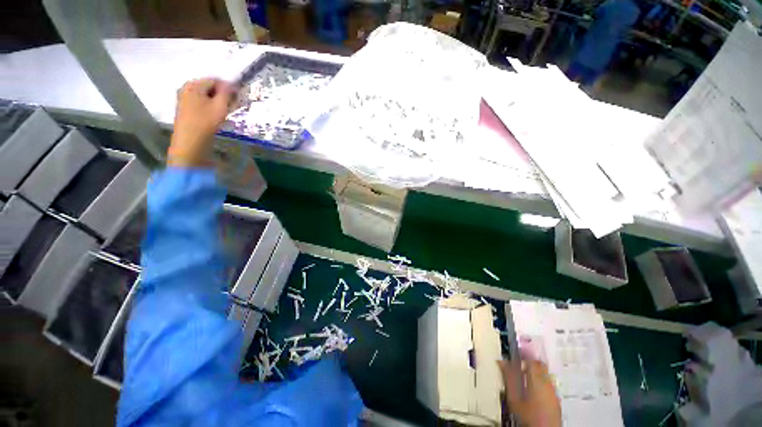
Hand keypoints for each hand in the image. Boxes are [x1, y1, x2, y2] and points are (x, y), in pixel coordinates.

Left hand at [168, 78, 233, 167]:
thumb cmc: (205, 122)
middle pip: (210, 88)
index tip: (239, 97)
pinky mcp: (186, 109)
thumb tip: (232, 85)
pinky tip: (217, 116)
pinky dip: (211, 107)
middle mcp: (187, 88)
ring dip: (218, 102)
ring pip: (206, 96)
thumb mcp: (220, 106)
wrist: (190, 141)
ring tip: (227, 112)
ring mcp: (184, 99)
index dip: (229, 88)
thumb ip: (227, 93)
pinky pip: (201, 103)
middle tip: (234, 106)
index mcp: (194, 84)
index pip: (215, 80)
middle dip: (223, 95)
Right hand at [498, 359, 561, 426]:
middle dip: (529, 361)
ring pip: (544, 374)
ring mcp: (553, 392)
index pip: (531, 359)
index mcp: (538, 380)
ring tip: (522, 376)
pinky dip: (539, 381)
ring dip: (534, 371)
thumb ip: (508, 377)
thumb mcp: (513, 397)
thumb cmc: (528, 416)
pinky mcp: (556, 400)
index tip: (514, 352)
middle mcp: (548, 383)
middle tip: (518, 363)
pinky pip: (548, 383)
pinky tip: (531, 389)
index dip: (522, 353)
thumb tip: (501, 362)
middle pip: (540, 365)